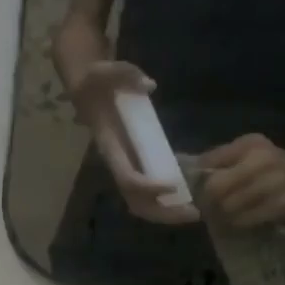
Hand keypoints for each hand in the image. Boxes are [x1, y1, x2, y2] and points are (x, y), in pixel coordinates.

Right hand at [67, 60, 199, 225]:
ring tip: (196, 213)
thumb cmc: (98, 79)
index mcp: (110, 146)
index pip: (127, 177)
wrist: (88, 85)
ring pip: (141, 201)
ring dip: (166, 212)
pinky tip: (190, 199)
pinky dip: (167, 202)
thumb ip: (126, 75)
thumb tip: (148, 85)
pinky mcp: (135, 162)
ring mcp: (126, 164)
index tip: (173, 185)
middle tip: (194, 213)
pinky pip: (148, 192)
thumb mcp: (108, 70)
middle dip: (162, 211)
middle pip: (135, 200)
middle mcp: (117, 162)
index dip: (148, 186)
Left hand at [198, 135, 284, 226]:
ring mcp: (270, 182)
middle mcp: (257, 158)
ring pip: (228, 206)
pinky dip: (238, 224)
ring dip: (221, 217)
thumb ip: (225, 159)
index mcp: (248, 144)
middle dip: (207, 203)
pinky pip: (246, 219)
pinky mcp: (280, 203)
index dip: (196, 180)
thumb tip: (192, 174)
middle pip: (214, 187)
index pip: (207, 161)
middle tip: (206, 211)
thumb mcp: (255, 152)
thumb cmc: (282, 164)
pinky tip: (238, 224)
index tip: (193, 192)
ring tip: (221, 220)